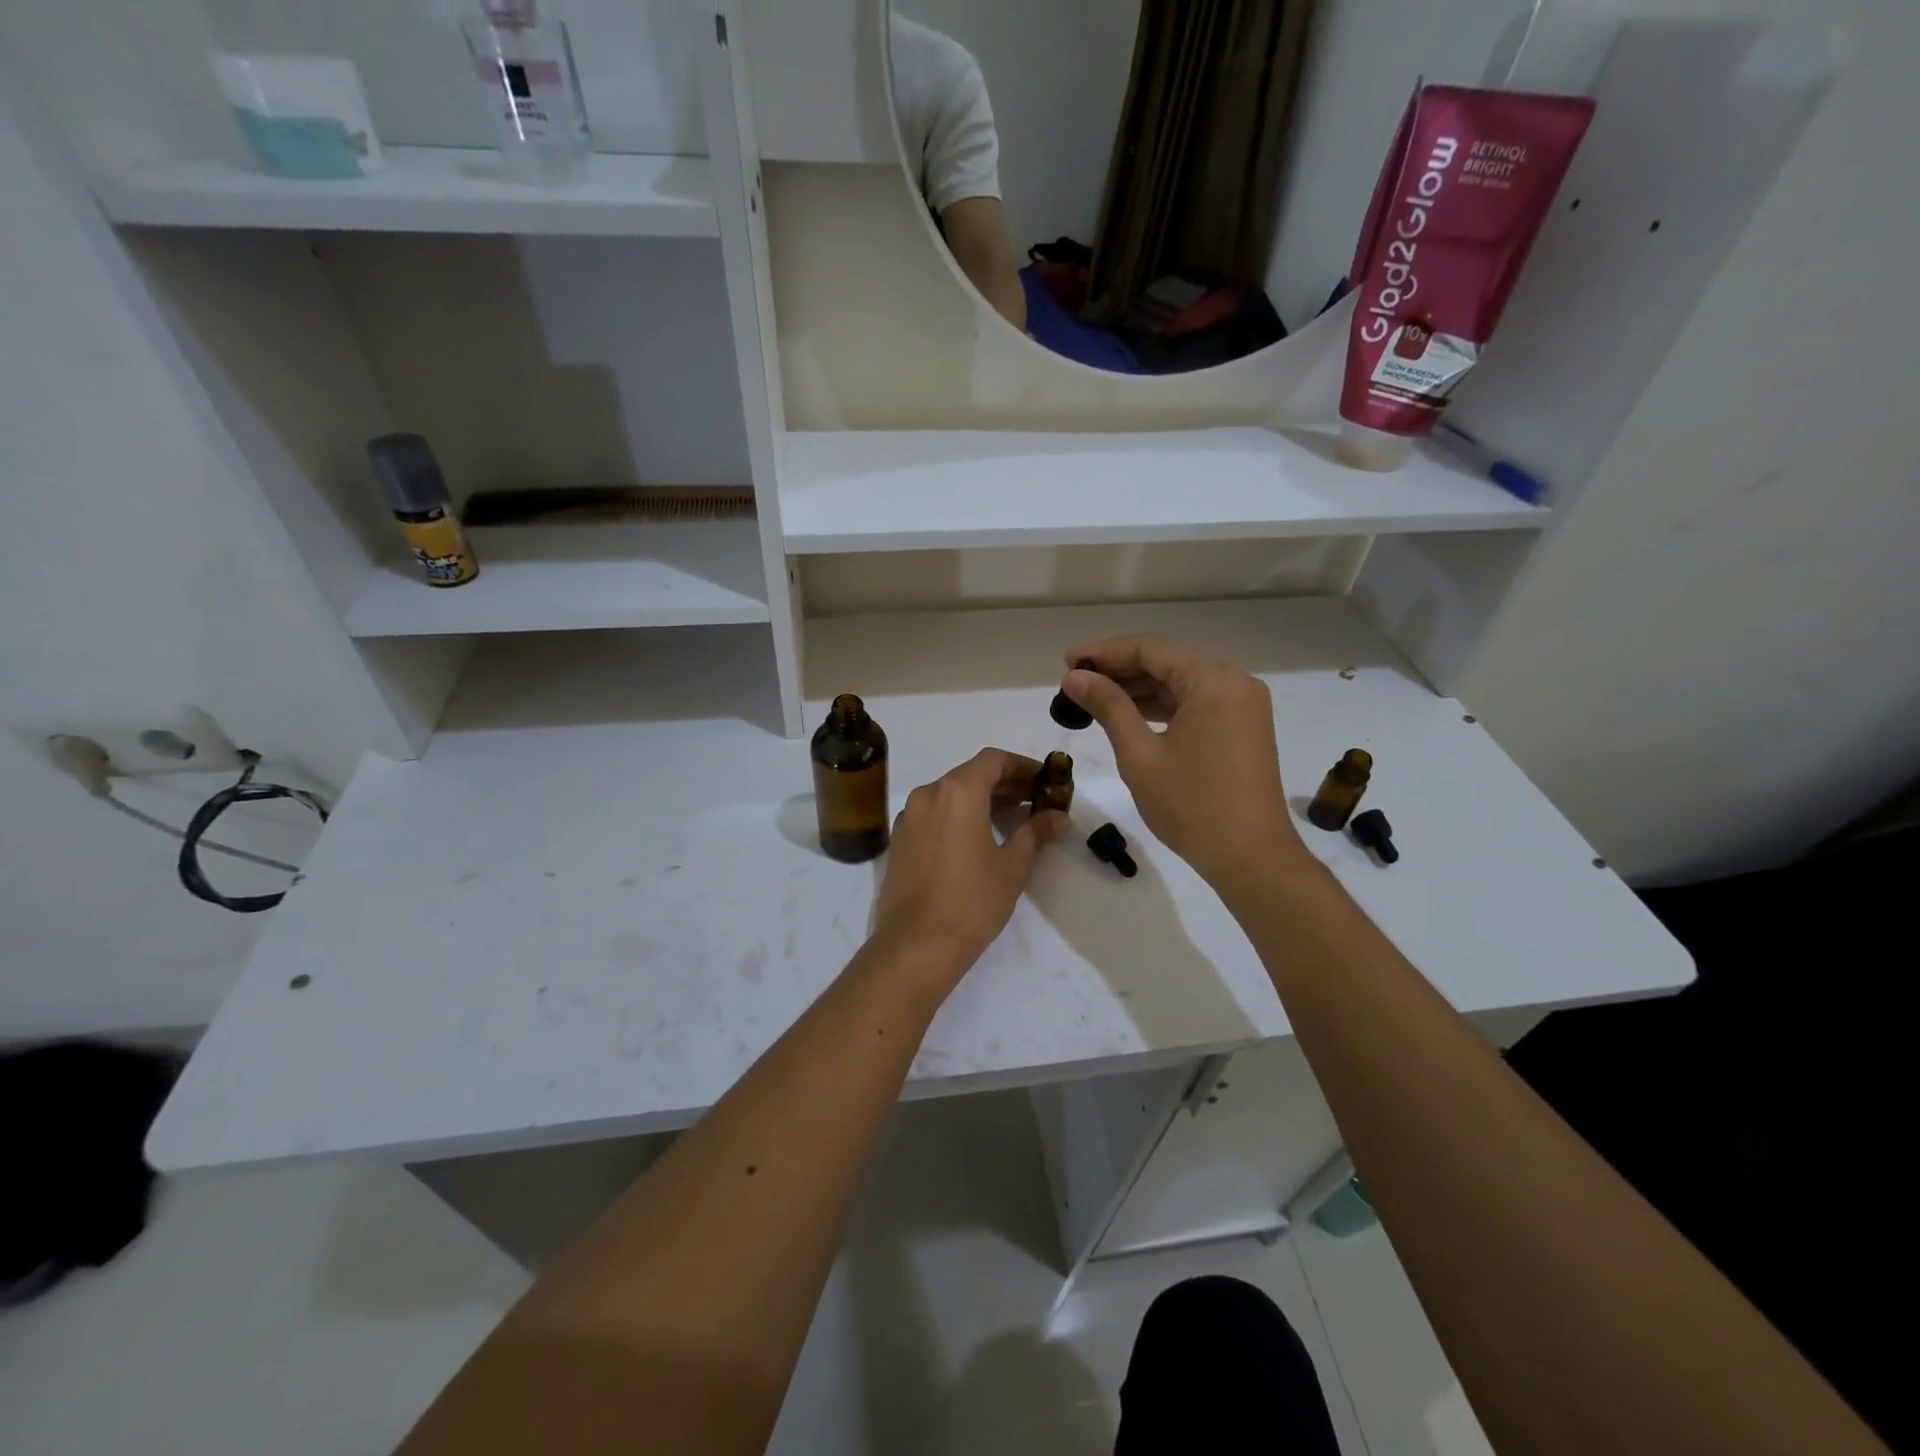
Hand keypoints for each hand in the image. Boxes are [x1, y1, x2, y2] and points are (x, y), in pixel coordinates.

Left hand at [870, 749, 1069, 994]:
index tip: (1046, 781)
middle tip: (1035, 800)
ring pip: (950, 794)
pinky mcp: (899, 841)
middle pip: (971, 775)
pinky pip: (933, 815)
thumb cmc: (972, 901)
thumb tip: (1059, 817)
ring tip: (1011, 820)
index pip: (993, 760)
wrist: (915, 945)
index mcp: (957, 792)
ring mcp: (909, 818)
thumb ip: (1036, 833)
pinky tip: (977, 839)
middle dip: (1005, 783)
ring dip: (980, 800)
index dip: (1023, 766)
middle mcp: (928, 795)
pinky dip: (957, 816)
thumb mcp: (1013, 866)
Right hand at [1059, 636, 1304, 887]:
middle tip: (1075, 684)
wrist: (1251, 858)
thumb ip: (1108, 707)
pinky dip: (1161, 707)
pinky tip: (1128, 716)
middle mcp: (1234, 682)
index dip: (1104, 652)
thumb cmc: (1192, 806)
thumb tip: (1075, 677)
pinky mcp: (1242, 727)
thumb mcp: (1140, 754)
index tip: (1067, 664)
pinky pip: (1195, 703)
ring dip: (1138, 689)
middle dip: (1119, 670)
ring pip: (1180, 683)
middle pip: (1167, 661)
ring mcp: (1242, 705)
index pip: (1150, 649)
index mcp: (1213, 681)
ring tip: (1093, 699)